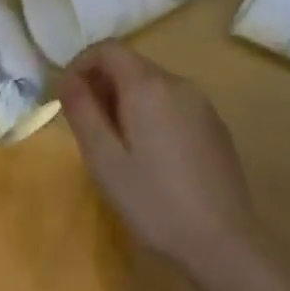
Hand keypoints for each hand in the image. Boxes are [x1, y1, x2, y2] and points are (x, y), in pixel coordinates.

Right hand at [58, 41, 257, 269]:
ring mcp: (201, 104)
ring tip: (116, 144)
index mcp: (148, 86)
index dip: (81, 64)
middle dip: (102, 85)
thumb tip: (66, 78)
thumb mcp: (104, 159)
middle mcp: (178, 84)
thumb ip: (81, 111)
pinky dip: (151, 113)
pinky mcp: (214, 125)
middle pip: (131, 65)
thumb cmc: (153, 200)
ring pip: (153, 85)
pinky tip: (150, 155)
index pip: (107, 49)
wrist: (223, 241)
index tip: (66, 96)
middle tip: (87, 127)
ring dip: (126, 100)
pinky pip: (173, 103)